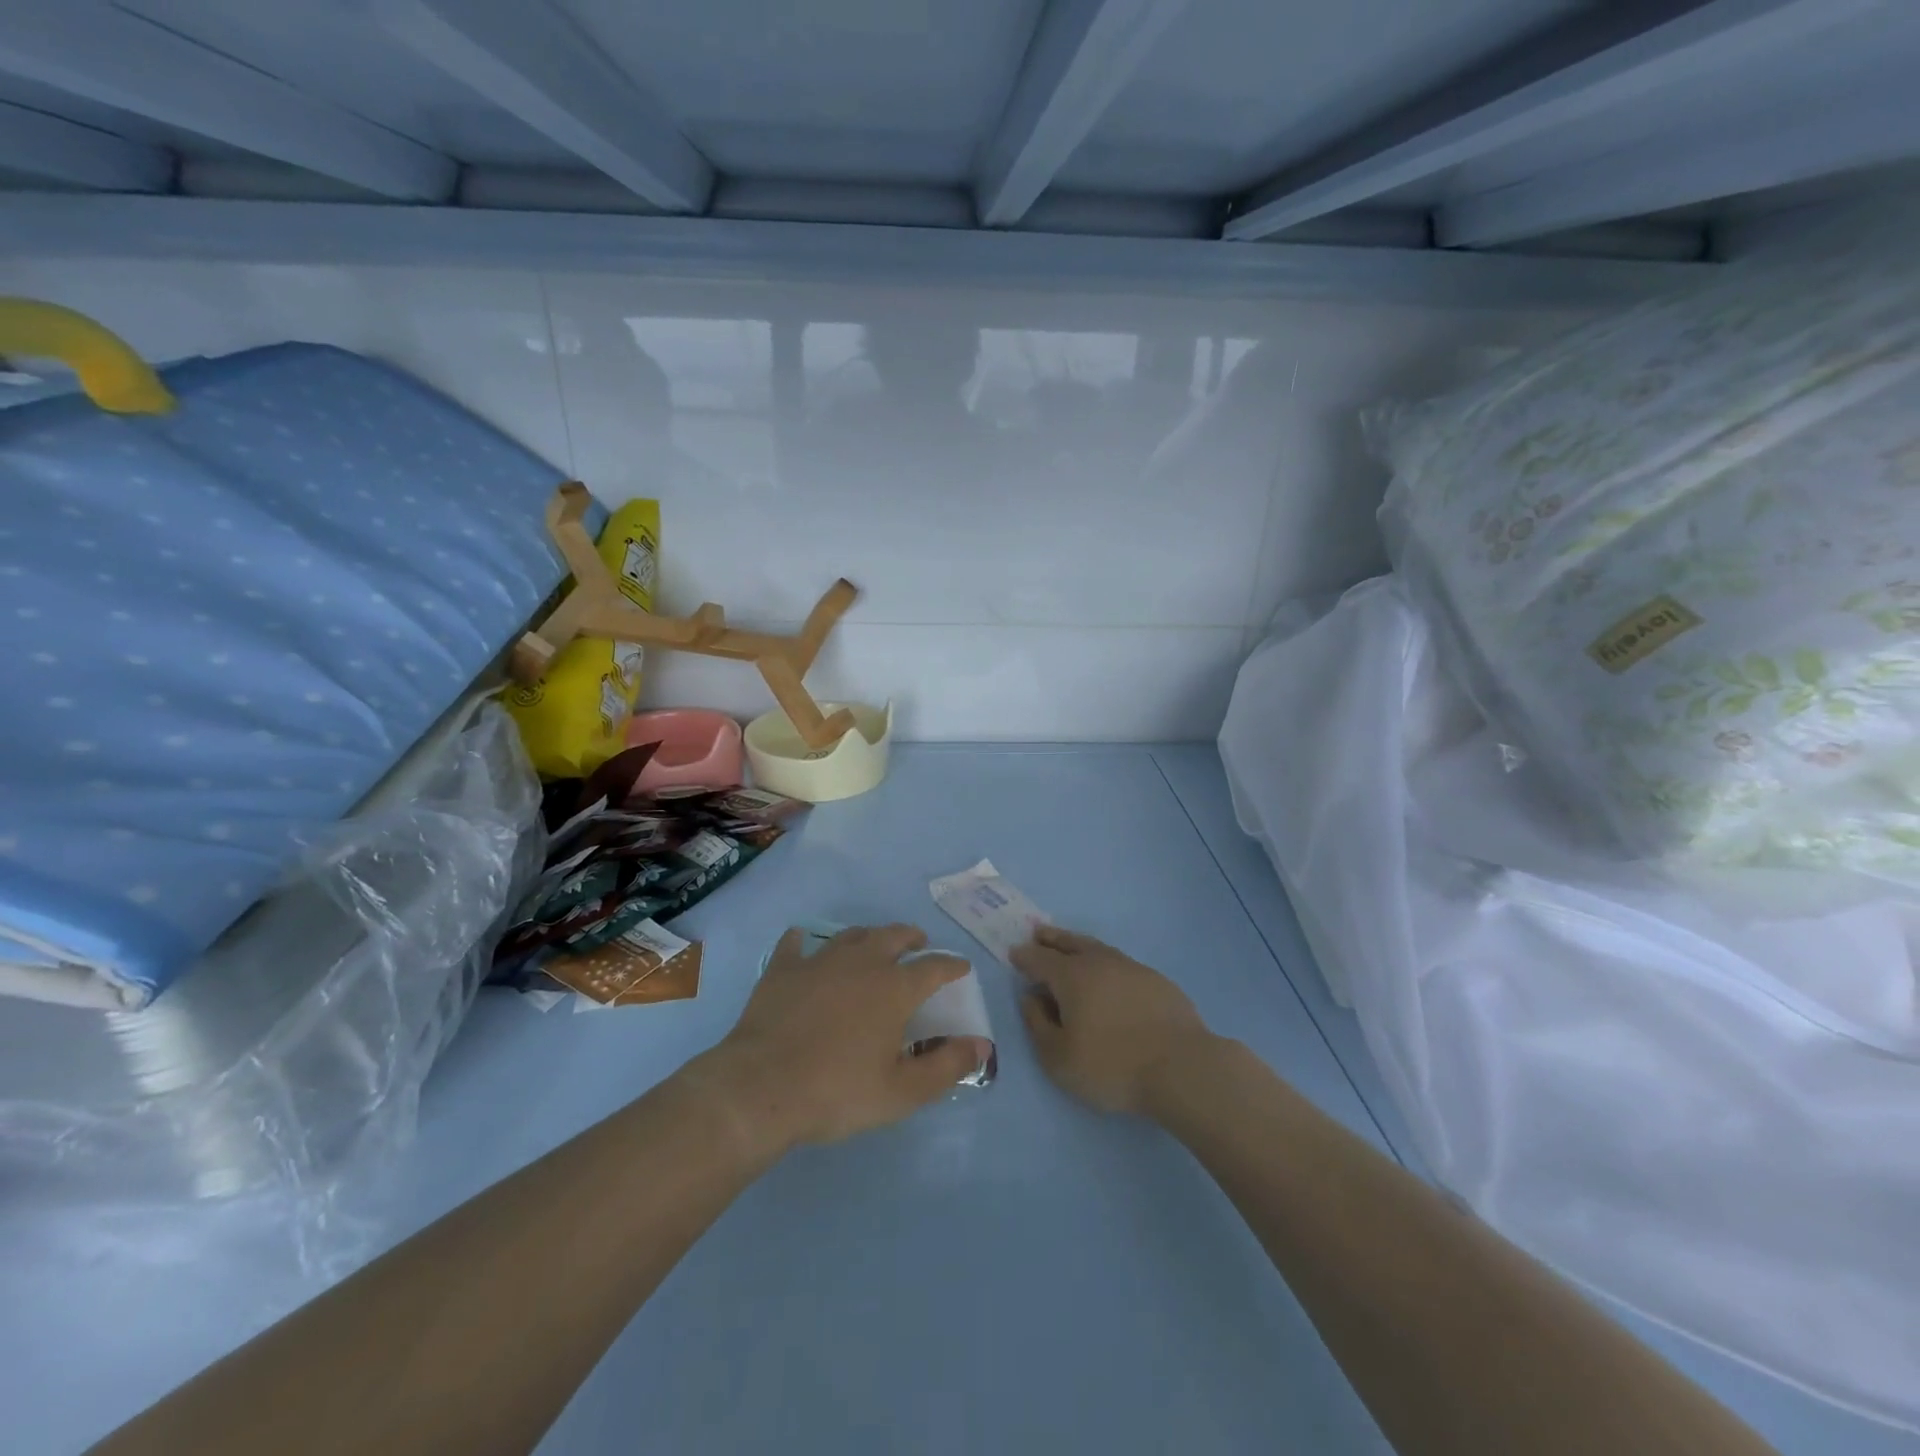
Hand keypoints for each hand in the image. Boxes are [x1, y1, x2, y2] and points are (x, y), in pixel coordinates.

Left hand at [705, 924, 991, 1152]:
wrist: (761, 1088)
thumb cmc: (838, 1091)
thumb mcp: (902, 1092)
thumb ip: (947, 1066)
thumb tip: (982, 1044)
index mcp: (895, 988)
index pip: (934, 967)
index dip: (952, 966)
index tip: (961, 967)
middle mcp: (862, 962)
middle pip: (893, 936)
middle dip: (911, 937)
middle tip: (918, 943)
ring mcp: (819, 961)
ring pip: (851, 935)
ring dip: (869, 936)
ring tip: (873, 944)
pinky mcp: (783, 970)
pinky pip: (796, 945)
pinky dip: (803, 942)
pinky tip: (802, 943)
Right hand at [1011, 926, 1215, 1115]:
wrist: (1181, 1067)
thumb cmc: (1112, 1066)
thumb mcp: (1059, 1058)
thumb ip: (1038, 1024)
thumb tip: (1030, 997)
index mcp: (1071, 976)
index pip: (1039, 959)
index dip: (1024, 956)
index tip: (1014, 954)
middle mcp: (1099, 962)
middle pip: (1069, 943)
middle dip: (1051, 938)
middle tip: (1039, 933)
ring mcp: (1132, 968)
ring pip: (1097, 948)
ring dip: (1078, 945)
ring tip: (1070, 947)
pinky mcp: (1157, 981)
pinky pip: (1121, 963)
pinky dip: (1106, 963)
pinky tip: (1109, 976)